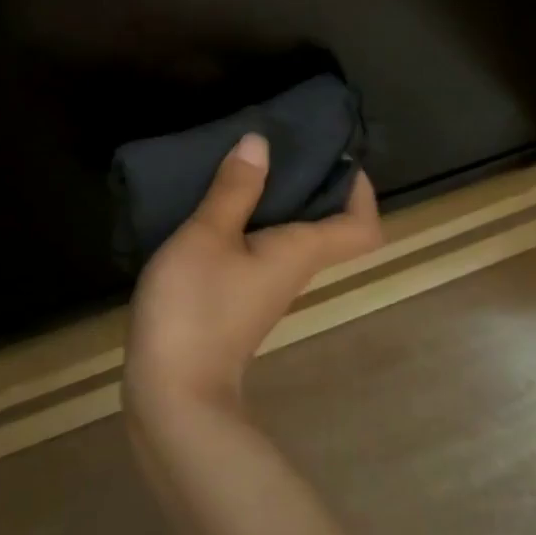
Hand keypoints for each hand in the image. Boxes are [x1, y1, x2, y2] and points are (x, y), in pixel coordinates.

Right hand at [124, 133, 381, 421]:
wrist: (173, 391)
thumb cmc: (196, 305)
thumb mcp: (208, 235)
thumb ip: (233, 190)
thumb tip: (260, 142)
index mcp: (299, 253)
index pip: (361, 229)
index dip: (362, 193)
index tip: (338, 157)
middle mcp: (291, 271)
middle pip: (324, 227)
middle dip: (310, 184)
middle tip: (278, 145)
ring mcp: (262, 289)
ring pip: (286, 237)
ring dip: (274, 201)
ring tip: (241, 165)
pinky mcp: (234, 299)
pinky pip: (256, 250)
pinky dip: (246, 222)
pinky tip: (211, 207)